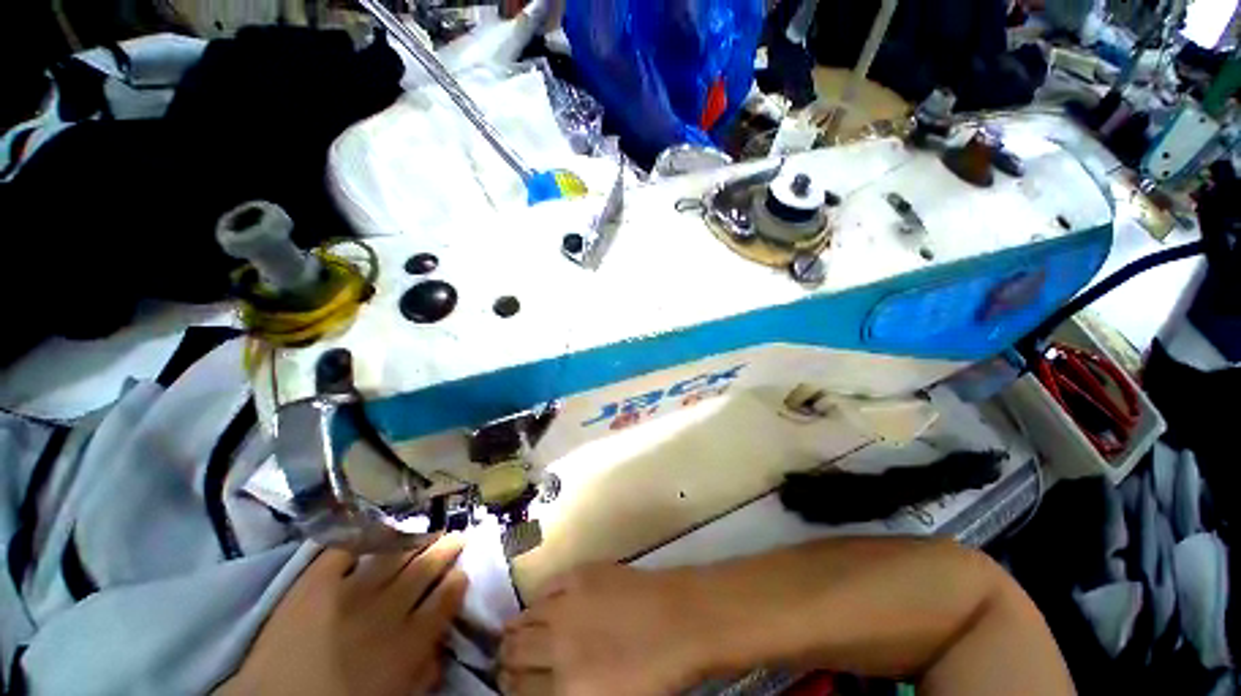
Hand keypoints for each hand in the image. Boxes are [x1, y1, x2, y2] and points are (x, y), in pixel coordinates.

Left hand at [219, 534, 467, 695]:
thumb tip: (439, 648)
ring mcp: (352, 590)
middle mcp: (389, 608)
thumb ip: (421, 672)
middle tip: (456, 534)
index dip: (457, 580)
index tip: (463, 570)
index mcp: (409, 640)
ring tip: (427, 526)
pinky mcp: (317, 582)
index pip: (446, 599)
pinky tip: (377, 529)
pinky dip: (363, 537)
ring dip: (415, 538)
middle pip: (425, 569)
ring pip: (395, 554)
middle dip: (445, 549)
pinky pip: (346, 550)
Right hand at [499, 564, 711, 695]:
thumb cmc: (657, 673)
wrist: (681, 618)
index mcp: (568, 689)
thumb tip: (548, 687)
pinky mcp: (581, 574)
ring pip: (525, 617)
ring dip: (517, 628)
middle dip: (507, 658)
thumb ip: (571, 695)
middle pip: (515, 651)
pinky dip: (539, 598)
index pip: (519, 691)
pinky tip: (542, 604)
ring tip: (515, 632)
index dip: (509, 687)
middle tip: (507, 658)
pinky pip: (547, 586)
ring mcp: (569, 604)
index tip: (509, 683)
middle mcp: (559, 646)